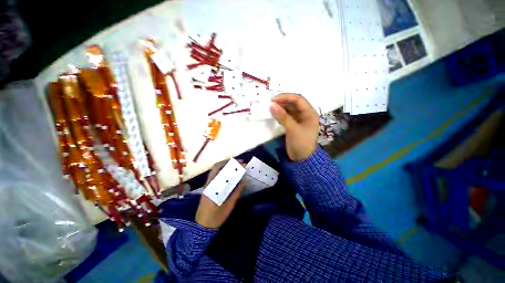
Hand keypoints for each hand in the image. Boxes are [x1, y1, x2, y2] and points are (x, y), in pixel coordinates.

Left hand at [195, 161, 246, 228]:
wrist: (202, 226)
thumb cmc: (216, 217)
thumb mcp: (229, 205)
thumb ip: (237, 192)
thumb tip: (245, 181)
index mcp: (213, 187)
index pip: (222, 170)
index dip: (232, 165)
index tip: (242, 164)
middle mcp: (209, 183)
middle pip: (217, 167)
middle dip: (228, 162)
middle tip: (239, 163)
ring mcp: (207, 185)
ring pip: (215, 170)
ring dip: (225, 166)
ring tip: (236, 166)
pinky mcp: (208, 187)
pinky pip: (215, 175)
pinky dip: (223, 171)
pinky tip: (230, 174)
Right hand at [270, 93, 318, 160]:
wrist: (301, 159)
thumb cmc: (300, 143)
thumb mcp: (292, 129)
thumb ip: (282, 116)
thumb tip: (271, 105)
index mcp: (310, 113)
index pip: (298, 99)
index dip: (286, 97)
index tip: (273, 99)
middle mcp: (305, 114)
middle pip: (293, 103)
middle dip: (282, 102)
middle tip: (270, 103)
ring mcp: (299, 119)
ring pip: (289, 109)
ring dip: (280, 107)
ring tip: (270, 107)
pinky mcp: (293, 124)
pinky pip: (286, 115)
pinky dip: (280, 114)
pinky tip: (274, 113)